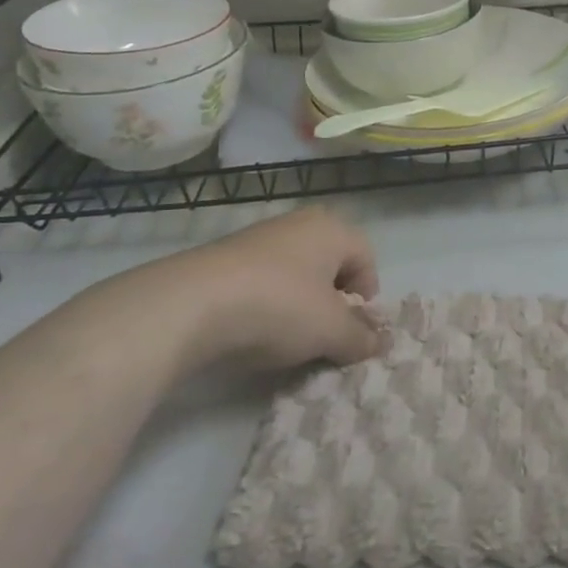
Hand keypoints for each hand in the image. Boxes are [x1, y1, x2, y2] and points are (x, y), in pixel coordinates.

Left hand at [93, 208, 386, 373]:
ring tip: (286, 338)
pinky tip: (252, 331)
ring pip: (294, 273)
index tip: (354, 329)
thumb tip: (378, 343)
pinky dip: (265, 305)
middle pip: (330, 263)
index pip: (367, 258)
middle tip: (324, 333)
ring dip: (298, 304)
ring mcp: (257, 238)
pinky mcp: (222, 258)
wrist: (190, 305)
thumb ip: (360, 338)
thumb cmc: (279, 307)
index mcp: (332, 229)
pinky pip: (260, 282)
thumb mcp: (330, 331)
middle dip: (332, 300)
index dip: (367, 296)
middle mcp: (298, 224)